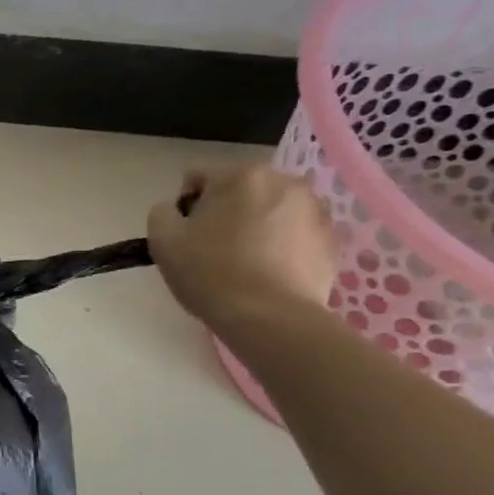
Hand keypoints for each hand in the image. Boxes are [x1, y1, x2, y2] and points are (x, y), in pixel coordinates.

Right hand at [147, 164, 337, 325]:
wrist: (270, 319)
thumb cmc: (211, 274)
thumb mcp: (163, 240)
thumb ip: (162, 212)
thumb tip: (175, 210)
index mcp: (240, 175)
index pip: (198, 177)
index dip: (185, 205)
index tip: (186, 236)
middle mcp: (283, 181)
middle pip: (239, 190)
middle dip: (225, 212)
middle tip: (214, 249)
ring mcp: (314, 209)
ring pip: (271, 209)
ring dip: (256, 225)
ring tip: (246, 263)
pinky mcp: (331, 239)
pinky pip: (295, 232)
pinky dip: (282, 245)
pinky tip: (270, 273)